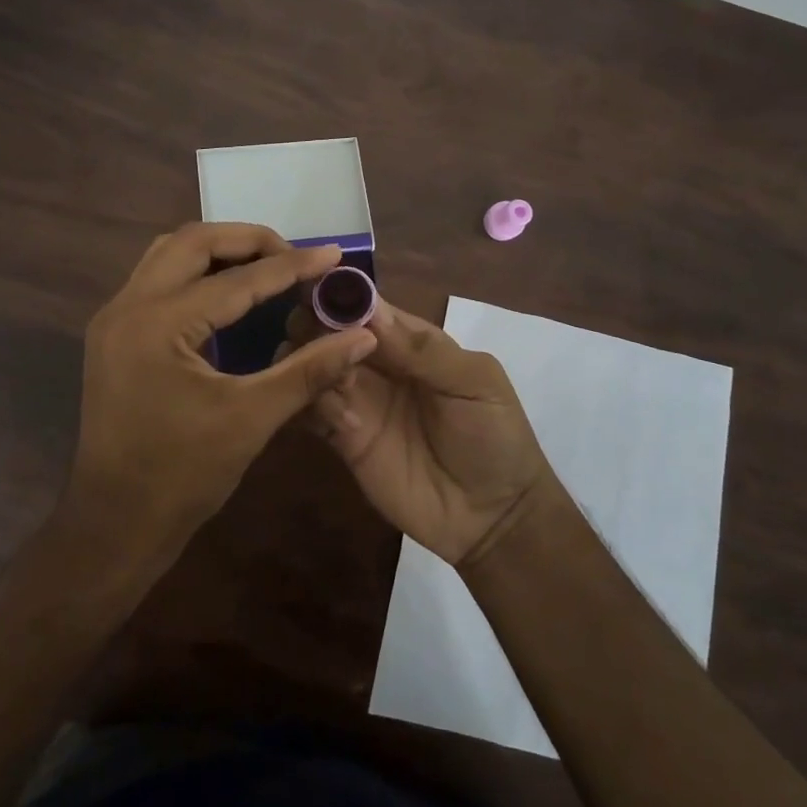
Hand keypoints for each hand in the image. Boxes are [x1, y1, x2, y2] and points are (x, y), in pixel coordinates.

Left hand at [63, 222, 377, 569]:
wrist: (115, 524)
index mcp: (159, 324)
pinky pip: (157, 279)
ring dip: (217, 251)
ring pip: (168, 254)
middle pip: (192, 241)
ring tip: (265, 265)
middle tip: (293, 256)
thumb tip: (362, 336)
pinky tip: (227, 294)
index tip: (333, 254)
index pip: (237, 280)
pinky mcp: (113, 334)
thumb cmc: (183, 476)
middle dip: (248, 241)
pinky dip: (195, 273)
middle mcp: (128, 306)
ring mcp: (114, 318)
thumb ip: (309, 370)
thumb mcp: (252, 419)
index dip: (291, 266)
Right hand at [283, 301, 553, 566]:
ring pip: (312, 365)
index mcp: (408, 340)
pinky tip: (344, 422)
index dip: (338, 293)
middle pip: (327, 329)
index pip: (364, 306)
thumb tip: (369, 309)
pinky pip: (311, 409)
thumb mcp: (474, 383)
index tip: (313, 287)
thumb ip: (422, 349)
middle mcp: (375, 363)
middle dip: (315, 326)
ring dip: (312, 363)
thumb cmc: (495, 437)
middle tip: (319, 341)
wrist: (494, 518)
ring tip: (337, 384)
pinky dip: (312, 404)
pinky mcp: (343, 438)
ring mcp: (357, 400)